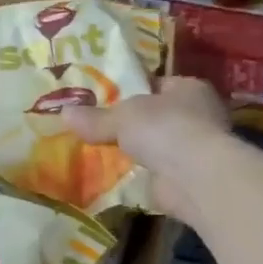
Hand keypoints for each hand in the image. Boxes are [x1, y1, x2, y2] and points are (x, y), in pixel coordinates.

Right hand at [61, 76, 231, 218]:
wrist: (196, 177)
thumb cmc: (164, 128)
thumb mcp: (121, 117)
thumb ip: (95, 117)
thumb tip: (63, 112)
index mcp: (189, 88)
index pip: (158, 84)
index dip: (133, 90)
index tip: (105, 99)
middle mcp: (199, 115)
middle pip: (157, 116)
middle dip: (132, 124)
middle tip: (98, 128)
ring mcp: (197, 149)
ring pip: (157, 146)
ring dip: (137, 152)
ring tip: (100, 153)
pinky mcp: (190, 179)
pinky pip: (157, 173)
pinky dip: (141, 176)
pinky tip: (116, 178)